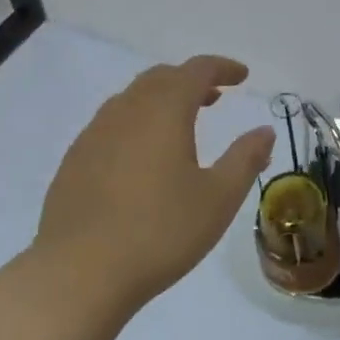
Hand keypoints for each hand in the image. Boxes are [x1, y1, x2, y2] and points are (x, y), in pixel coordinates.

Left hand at [29, 56, 275, 323]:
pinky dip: (137, 122)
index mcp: (164, 110)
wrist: (77, 272)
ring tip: (181, 125)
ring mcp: (95, 133)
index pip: (197, 70)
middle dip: (191, 80)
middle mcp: (127, 109)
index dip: (222, 67)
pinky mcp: (75, 159)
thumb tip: (264, 131)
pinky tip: (142, 157)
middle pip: (162, 77)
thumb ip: (245, 159)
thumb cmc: (159, 232)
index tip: (242, 76)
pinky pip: (112, 123)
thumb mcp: (218, 199)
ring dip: (162, 99)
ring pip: (133, 98)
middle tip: (215, 97)